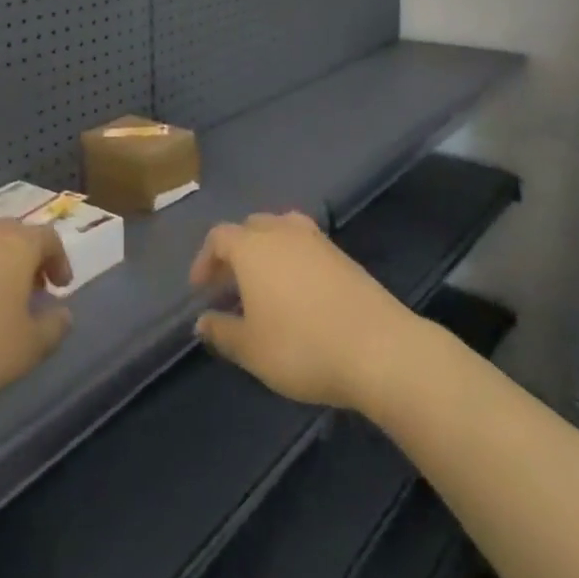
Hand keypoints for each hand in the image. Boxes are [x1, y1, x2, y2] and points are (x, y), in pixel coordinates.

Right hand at [189, 211, 420, 411]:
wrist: (378, 347)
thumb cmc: (301, 347)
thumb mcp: (251, 349)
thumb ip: (222, 332)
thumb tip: (202, 321)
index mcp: (253, 247)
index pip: (219, 237)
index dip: (205, 259)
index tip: (200, 289)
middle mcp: (282, 232)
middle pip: (250, 227)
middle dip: (235, 252)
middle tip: (229, 285)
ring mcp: (317, 240)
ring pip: (281, 230)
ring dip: (266, 251)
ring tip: (264, 284)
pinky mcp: (343, 255)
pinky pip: (306, 244)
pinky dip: (293, 258)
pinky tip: (298, 291)